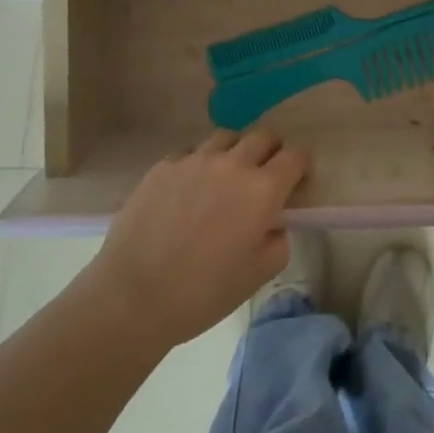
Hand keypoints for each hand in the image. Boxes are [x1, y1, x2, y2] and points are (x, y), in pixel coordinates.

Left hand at [84, 129, 307, 349]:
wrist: (133, 296)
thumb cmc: (202, 293)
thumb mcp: (257, 276)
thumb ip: (278, 241)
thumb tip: (273, 223)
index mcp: (262, 190)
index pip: (295, 156)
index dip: (301, 165)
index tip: (296, 181)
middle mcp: (233, 164)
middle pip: (263, 136)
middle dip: (271, 151)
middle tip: (264, 176)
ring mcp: (196, 160)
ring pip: (226, 137)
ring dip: (234, 151)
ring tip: (224, 178)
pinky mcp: (164, 165)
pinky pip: (191, 152)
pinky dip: (199, 164)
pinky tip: (188, 190)